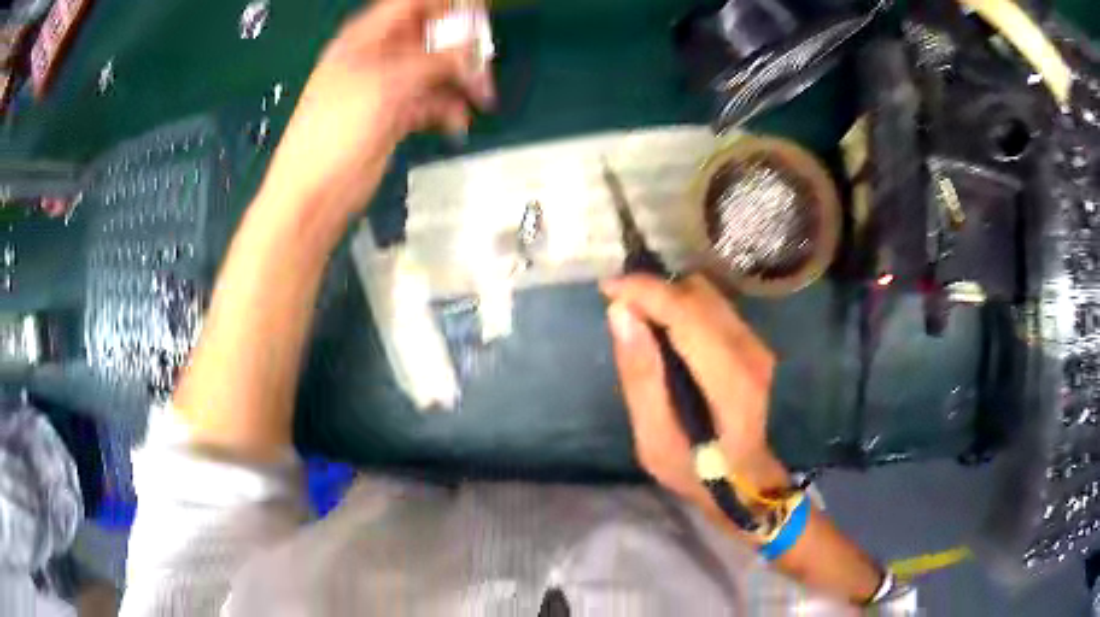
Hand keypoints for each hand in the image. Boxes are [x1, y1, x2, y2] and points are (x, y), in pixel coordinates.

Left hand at [261, 0, 494, 218]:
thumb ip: (434, 61)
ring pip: (435, 69)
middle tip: (484, 61)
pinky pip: (431, 101)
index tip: (481, 12)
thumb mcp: (387, 84)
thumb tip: (472, 48)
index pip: (413, 5)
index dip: (447, 5)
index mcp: (366, 38)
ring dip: (460, 80)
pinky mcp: (395, 116)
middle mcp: (378, 57)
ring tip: (481, 96)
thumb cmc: (337, 130)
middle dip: (460, 45)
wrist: (316, 193)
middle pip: (430, 35)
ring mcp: (387, 87)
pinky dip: (447, 109)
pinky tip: (457, 121)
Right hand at [602, 274, 790, 526]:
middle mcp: (750, 350)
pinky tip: (664, 331)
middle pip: (697, 294)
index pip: (686, 312)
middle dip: (653, 291)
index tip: (608, 289)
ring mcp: (757, 343)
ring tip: (638, 319)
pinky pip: (713, 306)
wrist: (746, 478)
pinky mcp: (754, 341)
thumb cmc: (695, 469)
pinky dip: (682, 307)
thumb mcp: (653, 439)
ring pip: (706, 295)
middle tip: (620, 310)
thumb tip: (621, 314)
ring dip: (667, 297)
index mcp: (729, 379)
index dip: (645, 291)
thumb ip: (640, 377)